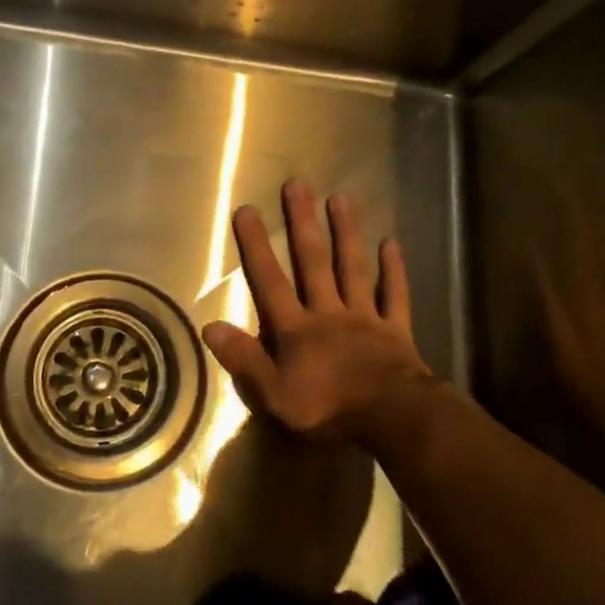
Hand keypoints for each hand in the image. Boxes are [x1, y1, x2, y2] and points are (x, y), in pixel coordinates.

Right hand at [203, 180, 431, 443]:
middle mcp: (329, 312)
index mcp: (297, 329)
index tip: (247, 210)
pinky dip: (393, 271)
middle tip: (298, 185)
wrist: (392, 419)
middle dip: (303, 223)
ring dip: (347, 233)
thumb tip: (209, 327)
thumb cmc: (329, 409)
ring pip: (353, 268)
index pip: (270, 281)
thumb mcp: (275, 395)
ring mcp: (365, 317)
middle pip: (313, 262)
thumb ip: (244, 359)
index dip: (257, 246)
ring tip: (341, 198)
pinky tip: (392, 244)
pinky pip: (394, 295)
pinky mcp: (395, 330)